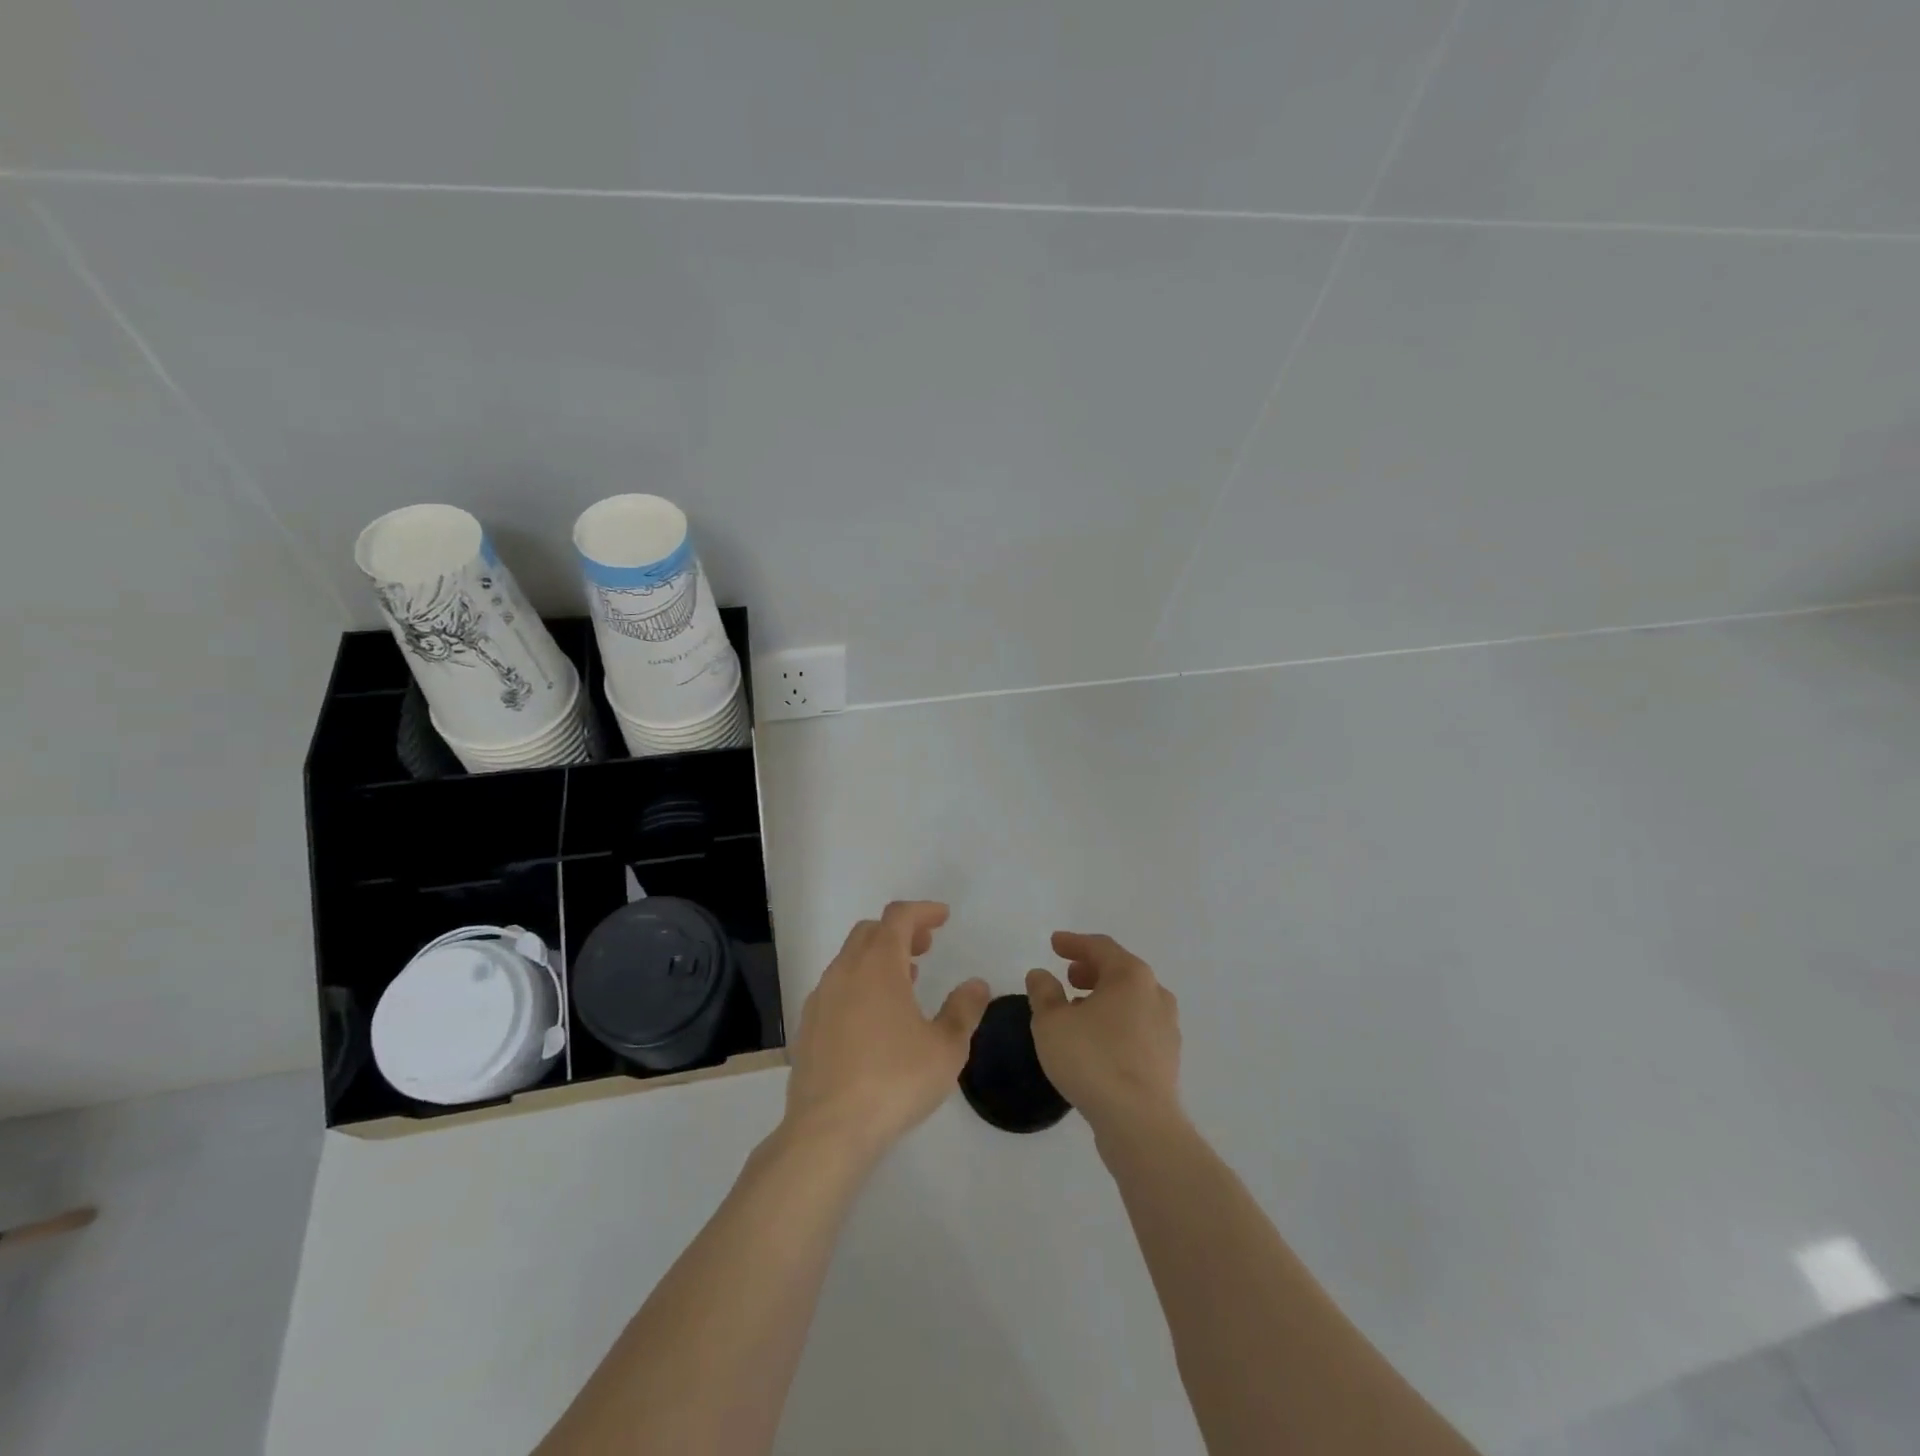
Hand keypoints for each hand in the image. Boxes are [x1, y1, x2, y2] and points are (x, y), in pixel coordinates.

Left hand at [783, 902, 990, 1160]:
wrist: (828, 1129)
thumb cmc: (894, 1081)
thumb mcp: (946, 1048)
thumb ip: (963, 1010)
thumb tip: (976, 984)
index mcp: (878, 965)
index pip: (899, 917)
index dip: (922, 911)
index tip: (943, 917)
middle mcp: (845, 971)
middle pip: (871, 932)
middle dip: (900, 931)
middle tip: (926, 946)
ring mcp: (821, 998)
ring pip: (850, 959)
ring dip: (879, 957)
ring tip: (905, 979)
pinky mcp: (808, 1026)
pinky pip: (837, 987)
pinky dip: (860, 983)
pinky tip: (875, 1016)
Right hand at [1027, 932, 1181, 1137]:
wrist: (1140, 1123)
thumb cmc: (1092, 1060)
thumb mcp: (1051, 1022)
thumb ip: (1043, 992)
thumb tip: (1041, 974)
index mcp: (1131, 976)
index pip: (1100, 947)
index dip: (1074, 942)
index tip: (1054, 943)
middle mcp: (1155, 994)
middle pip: (1120, 971)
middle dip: (1091, 970)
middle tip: (1068, 976)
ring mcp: (1167, 1027)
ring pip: (1131, 1000)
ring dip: (1104, 998)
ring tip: (1077, 1011)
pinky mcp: (1168, 1058)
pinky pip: (1137, 1026)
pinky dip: (1116, 1022)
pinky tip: (1097, 1041)